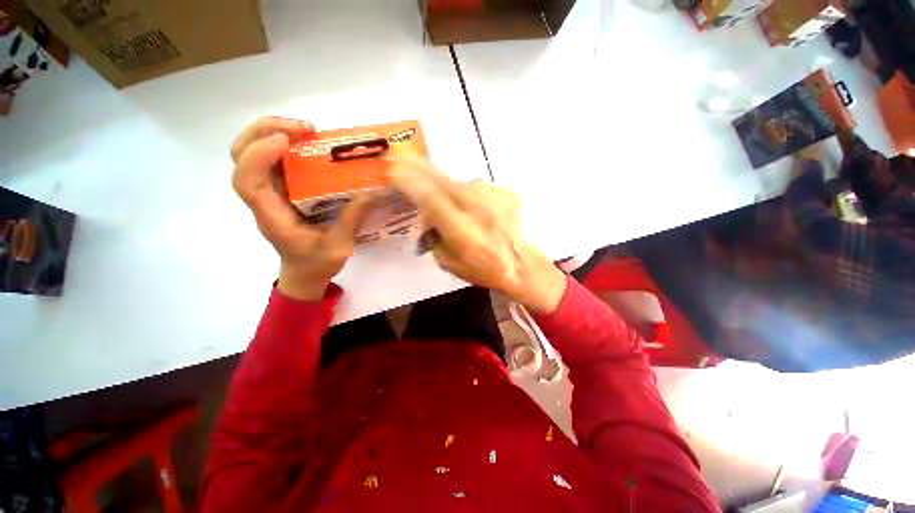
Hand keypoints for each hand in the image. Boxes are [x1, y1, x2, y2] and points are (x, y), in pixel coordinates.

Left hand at [232, 117, 375, 300]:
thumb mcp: (340, 245)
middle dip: (263, 132)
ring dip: (273, 132)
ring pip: (252, 152)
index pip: (247, 181)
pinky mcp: (282, 189)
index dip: (258, 156)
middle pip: (240, 156)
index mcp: (271, 215)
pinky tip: (310, 143)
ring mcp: (270, 191)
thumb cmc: (317, 263)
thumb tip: (373, 191)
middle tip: (302, 128)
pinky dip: (285, 143)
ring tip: (306, 130)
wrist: (305, 272)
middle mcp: (264, 198)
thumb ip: (353, 219)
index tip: (286, 141)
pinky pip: (274, 159)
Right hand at [387, 153, 566, 313]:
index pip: (431, 198)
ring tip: (451, 202)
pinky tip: (474, 207)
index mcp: (462, 231)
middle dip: (420, 168)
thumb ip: (433, 236)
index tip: (394, 170)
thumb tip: (426, 215)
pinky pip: (478, 187)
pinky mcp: (507, 194)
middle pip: (444, 181)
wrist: (519, 265)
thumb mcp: (447, 262)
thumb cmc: (481, 269)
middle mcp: (478, 210)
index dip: (411, 182)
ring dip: (448, 186)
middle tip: (402, 157)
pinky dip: (469, 193)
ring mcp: (495, 199)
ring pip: (461, 183)